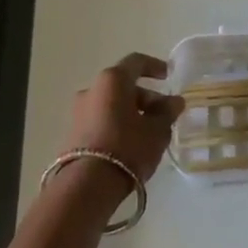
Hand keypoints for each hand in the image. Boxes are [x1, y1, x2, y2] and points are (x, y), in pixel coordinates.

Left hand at [64, 53, 185, 183]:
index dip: (155, 66)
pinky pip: (101, 120)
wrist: (87, 185)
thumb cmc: (127, 147)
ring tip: (150, 133)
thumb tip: (174, 101)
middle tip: (165, 115)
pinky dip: (118, 124)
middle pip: (124, 86)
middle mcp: (91, 89)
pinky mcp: (73, 132)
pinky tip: (131, 144)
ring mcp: (78, 111)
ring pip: (112, 104)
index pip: (136, 62)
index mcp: (112, 80)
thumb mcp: (157, 130)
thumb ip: (167, 112)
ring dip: (132, 112)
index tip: (168, 76)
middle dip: (147, 98)